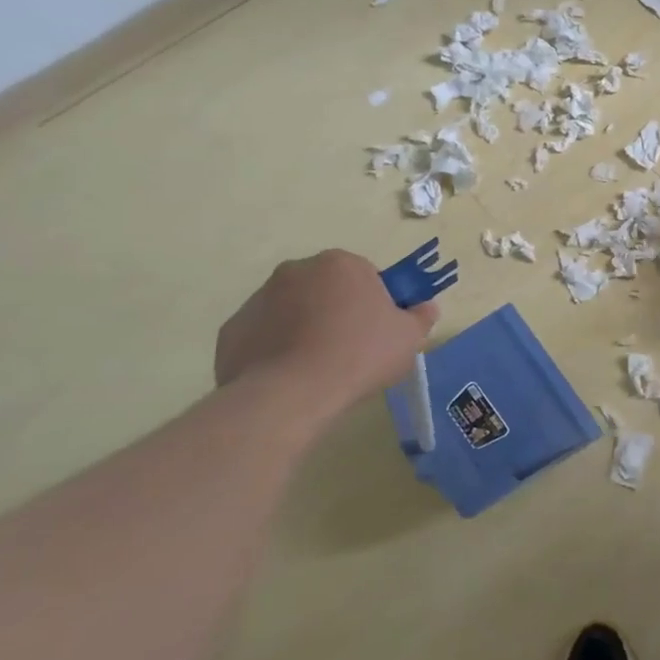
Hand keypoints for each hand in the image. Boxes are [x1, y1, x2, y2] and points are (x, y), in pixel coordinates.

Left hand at [215, 250, 436, 412]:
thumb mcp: (408, 339)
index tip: (379, 330)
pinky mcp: (232, 329)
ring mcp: (259, 298)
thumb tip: (426, 307)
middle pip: (326, 288)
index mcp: (341, 264)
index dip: (376, 303)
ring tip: (319, 368)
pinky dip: (275, 349)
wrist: (289, 394)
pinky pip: (264, 335)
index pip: (365, 276)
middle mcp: (296, 270)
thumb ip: (421, 317)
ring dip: (305, 328)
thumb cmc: (359, 355)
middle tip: (352, 349)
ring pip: (292, 310)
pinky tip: (289, 377)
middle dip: (337, 311)